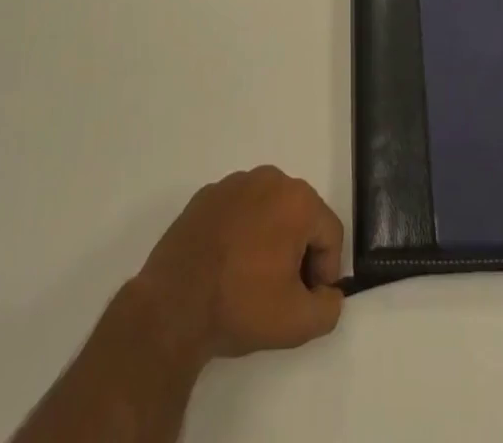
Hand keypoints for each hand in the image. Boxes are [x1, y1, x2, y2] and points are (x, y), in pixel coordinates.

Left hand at [131, 166, 344, 364]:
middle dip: (298, 251)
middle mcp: (270, 179)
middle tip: (281, 290)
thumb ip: (329, 308)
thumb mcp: (297, 323)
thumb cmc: (241, 305)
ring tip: (251, 278)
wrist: (173, 305)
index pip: (330, 233)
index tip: (307, 299)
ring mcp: (235, 183)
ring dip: (270, 238)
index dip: (325, 270)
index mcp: (297, 200)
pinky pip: (239, 210)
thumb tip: (328, 293)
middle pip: (301, 216)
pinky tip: (226, 265)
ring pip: (269, 210)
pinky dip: (241, 232)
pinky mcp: (207, 195)